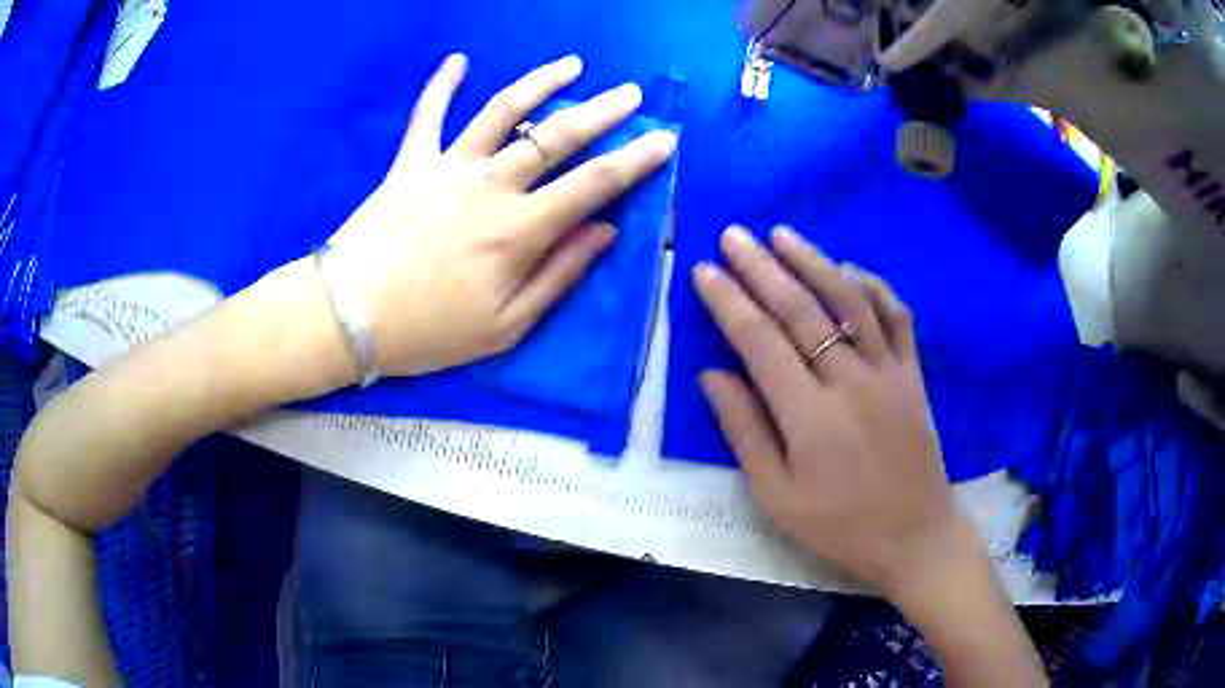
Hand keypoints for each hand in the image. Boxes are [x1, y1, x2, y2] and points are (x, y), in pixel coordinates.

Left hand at [328, 54, 677, 375]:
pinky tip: (458, 60)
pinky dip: (442, 85)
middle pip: (558, 135)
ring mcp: (448, 166)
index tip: (664, 140)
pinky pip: (428, 114)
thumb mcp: (506, 325)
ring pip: (503, 110)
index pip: (594, 184)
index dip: (635, 160)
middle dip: (603, 111)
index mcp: (519, 230)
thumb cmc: (429, 331)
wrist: (348, 316)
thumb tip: (605, 232)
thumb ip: (559, 275)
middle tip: (631, 94)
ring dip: (540, 82)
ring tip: (571, 64)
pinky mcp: (410, 162)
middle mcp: (491, 185)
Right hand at [694, 226, 966, 594]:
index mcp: (809, 416)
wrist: (913, 536)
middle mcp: (850, 382)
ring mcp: (888, 372)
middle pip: (801, 310)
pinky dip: (872, 286)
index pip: (760, 341)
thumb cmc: (839, 525)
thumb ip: (744, 431)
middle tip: (733, 235)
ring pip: (849, 301)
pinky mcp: (913, 374)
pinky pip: (896, 316)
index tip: (704, 270)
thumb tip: (711, 374)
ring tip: (783, 234)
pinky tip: (849, 269)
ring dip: (814, 261)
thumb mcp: (777, 495)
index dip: (729, 302)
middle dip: (762, 267)